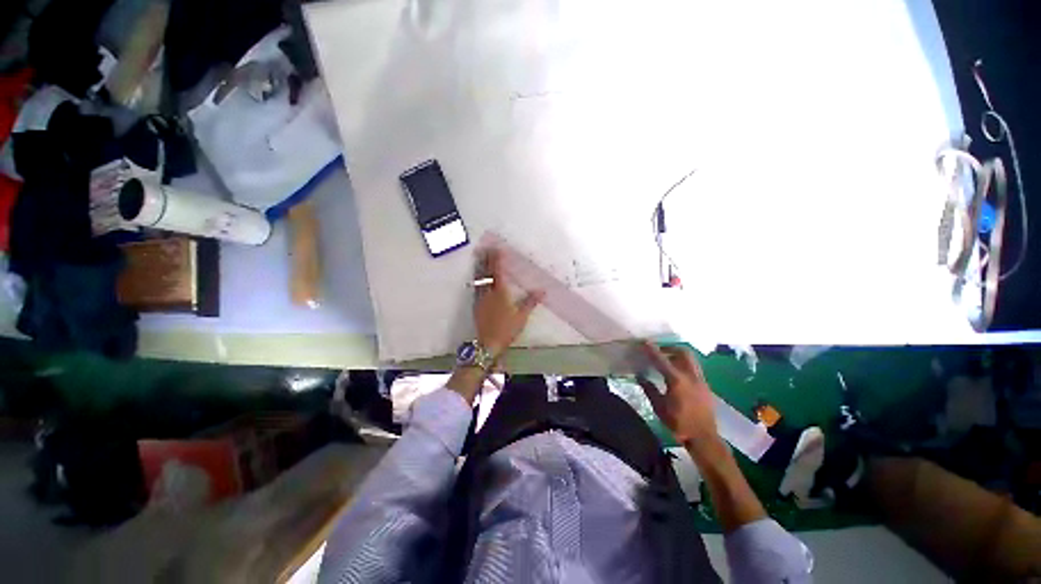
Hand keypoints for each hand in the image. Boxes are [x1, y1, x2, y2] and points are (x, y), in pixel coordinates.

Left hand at [474, 247, 543, 357]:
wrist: (488, 343)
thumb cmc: (507, 329)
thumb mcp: (522, 316)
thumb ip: (531, 301)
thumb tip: (542, 290)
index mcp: (500, 293)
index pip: (498, 272)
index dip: (497, 259)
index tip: (497, 248)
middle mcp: (488, 292)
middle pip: (485, 272)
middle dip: (485, 259)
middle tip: (484, 248)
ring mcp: (480, 299)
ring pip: (479, 279)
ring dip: (479, 267)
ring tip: (479, 258)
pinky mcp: (476, 305)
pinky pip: (476, 287)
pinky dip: (477, 278)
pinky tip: (478, 278)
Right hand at [637, 342, 720, 453]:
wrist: (704, 438)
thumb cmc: (678, 424)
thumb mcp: (659, 407)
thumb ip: (649, 389)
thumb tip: (640, 376)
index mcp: (677, 380)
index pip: (661, 360)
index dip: (652, 350)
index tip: (644, 342)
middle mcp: (690, 376)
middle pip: (682, 352)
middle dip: (669, 348)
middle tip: (659, 351)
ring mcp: (701, 380)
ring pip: (690, 359)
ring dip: (678, 355)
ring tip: (667, 361)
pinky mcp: (706, 386)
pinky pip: (694, 368)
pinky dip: (684, 364)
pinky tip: (677, 373)